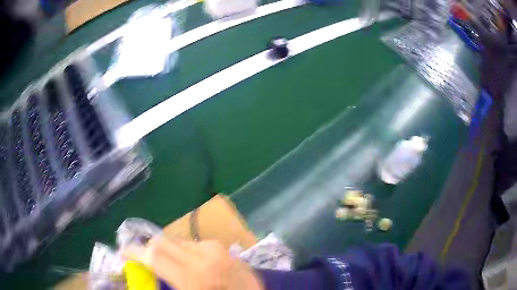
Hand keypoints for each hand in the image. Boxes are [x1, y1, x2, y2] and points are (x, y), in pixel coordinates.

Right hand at [122, 237, 262, 289]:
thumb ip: (167, 282)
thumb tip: (149, 269)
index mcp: (192, 277)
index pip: (154, 255)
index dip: (134, 252)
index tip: (124, 253)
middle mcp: (203, 257)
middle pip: (163, 242)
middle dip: (150, 248)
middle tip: (145, 259)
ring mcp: (218, 250)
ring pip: (179, 241)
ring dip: (169, 250)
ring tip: (171, 264)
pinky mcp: (226, 249)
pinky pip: (196, 244)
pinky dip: (187, 252)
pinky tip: (192, 264)